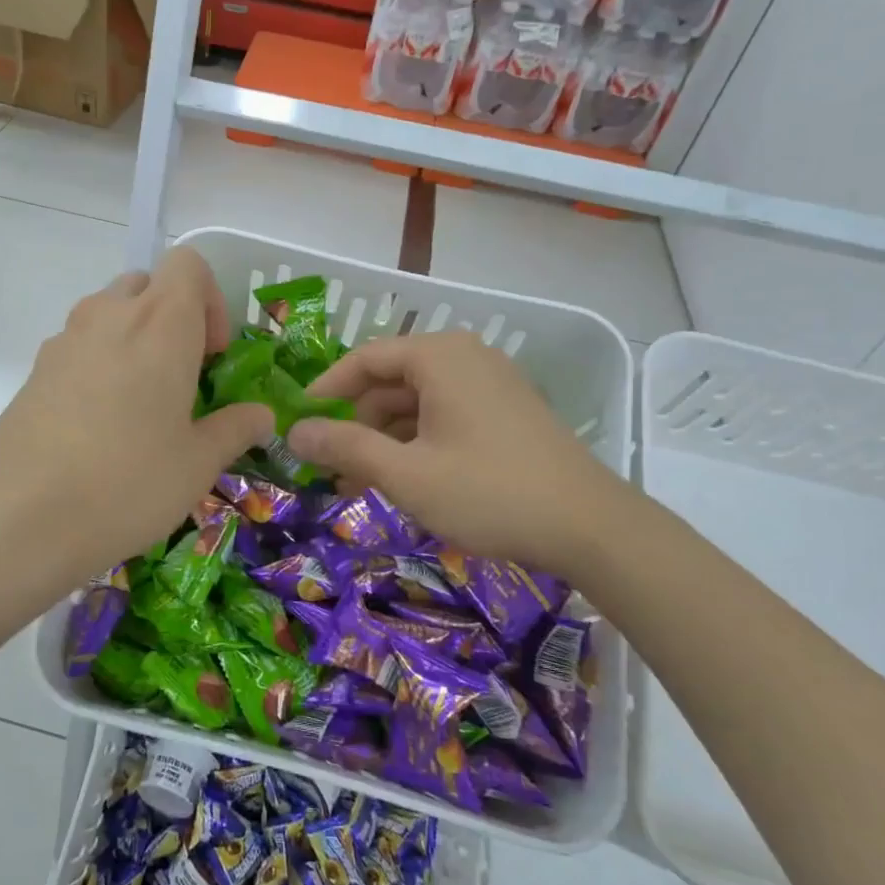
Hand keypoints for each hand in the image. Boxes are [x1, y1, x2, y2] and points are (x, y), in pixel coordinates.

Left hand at [0, 247, 274, 583]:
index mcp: (160, 323)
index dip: (210, 300)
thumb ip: (235, 429)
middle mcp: (110, 315)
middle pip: (147, 284)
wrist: (19, 518)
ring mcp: (64, 339)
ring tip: (141, 404)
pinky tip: (98, 426)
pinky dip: (99, 364)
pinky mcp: (35, 369)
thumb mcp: (197, 464)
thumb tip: (262, 415)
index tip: (213, 354)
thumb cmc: (127, 482)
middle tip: (182, 376)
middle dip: (172, 318)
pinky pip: (79, 346)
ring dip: (134, 339)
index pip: (189, 263)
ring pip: (109, 313)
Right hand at [286, 331, 638, 575]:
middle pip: (391, 380)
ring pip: (418, 402)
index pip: (365, 358)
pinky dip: (418, 442)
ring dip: (385, 439)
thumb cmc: (489, 491)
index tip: (298, 422)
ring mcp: (491, 384)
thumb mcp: (406, 473)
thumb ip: (345, 446)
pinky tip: (405, 481)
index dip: (326, 390)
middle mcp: (465, 357)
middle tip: (332, 468)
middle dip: (357, 423)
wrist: (591, 527)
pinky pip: (446, 416)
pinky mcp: (507, 412)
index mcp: (440, 356)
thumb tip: (293, 431)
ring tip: (362, 484)